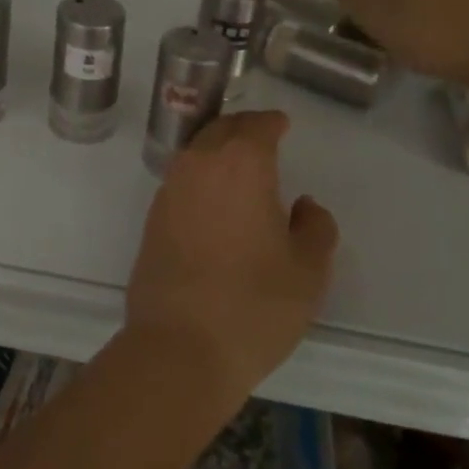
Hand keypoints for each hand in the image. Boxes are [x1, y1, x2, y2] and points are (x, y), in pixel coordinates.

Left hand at [124, 110, 338, 403]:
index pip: (257, 125)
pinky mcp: (152, 217)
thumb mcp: (308, 270)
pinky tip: (213, 201)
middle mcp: (200, 164)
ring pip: (197, 152)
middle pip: (222, 129)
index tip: (282, 125)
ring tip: (239, 168)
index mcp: (241, 163)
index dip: (272, 122)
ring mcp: (170, 189)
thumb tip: (305, 206)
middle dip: (244, 129)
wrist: (179, 346)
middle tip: (262, 138)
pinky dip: (200, 178)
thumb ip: (315, 227)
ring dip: (218, 150)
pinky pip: (182, 180)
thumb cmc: (254, 304)